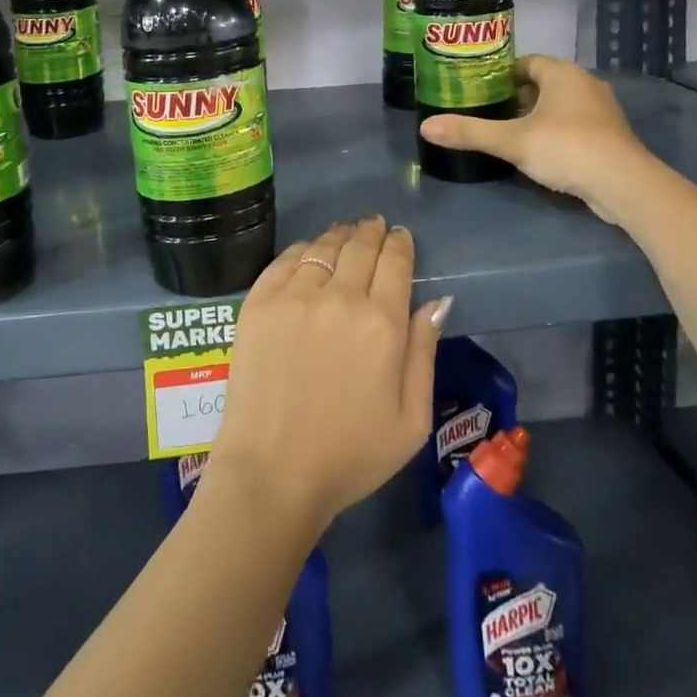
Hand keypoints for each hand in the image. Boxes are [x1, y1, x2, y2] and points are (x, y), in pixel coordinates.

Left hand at [206, 217, 450, 538]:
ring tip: (345, 234)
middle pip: (360, 246)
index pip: (395, 262)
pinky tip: (310, 252)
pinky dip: (304, 249)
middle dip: (372, 231)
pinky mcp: (259, 301)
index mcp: (381, 324)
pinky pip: (286, 259)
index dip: (400, 243)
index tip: (400, 236)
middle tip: (374, 226)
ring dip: (340, 236)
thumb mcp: (411, 420)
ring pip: (323, 246)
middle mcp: (339, 297)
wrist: (272, 471)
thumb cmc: (350, 455)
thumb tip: (437, 301)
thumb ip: (424, 352)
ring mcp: (294, 295)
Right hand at [418, 54, 654, 222]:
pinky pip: (573, 125)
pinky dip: (554, 133)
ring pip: (558, 105)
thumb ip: (470, 132)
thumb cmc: (566, 148)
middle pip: (541, 83)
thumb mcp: (512, 141)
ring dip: (535, 116)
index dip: (499, 75)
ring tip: (506, 133)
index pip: (525, 62)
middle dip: (514, 97)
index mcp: (562, 73)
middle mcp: (584, 83)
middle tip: (485, 113)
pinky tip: (537, 152)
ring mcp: (600, 110)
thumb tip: (426, 127)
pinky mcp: (608, 136)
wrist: (624, 185)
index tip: (477, 90)